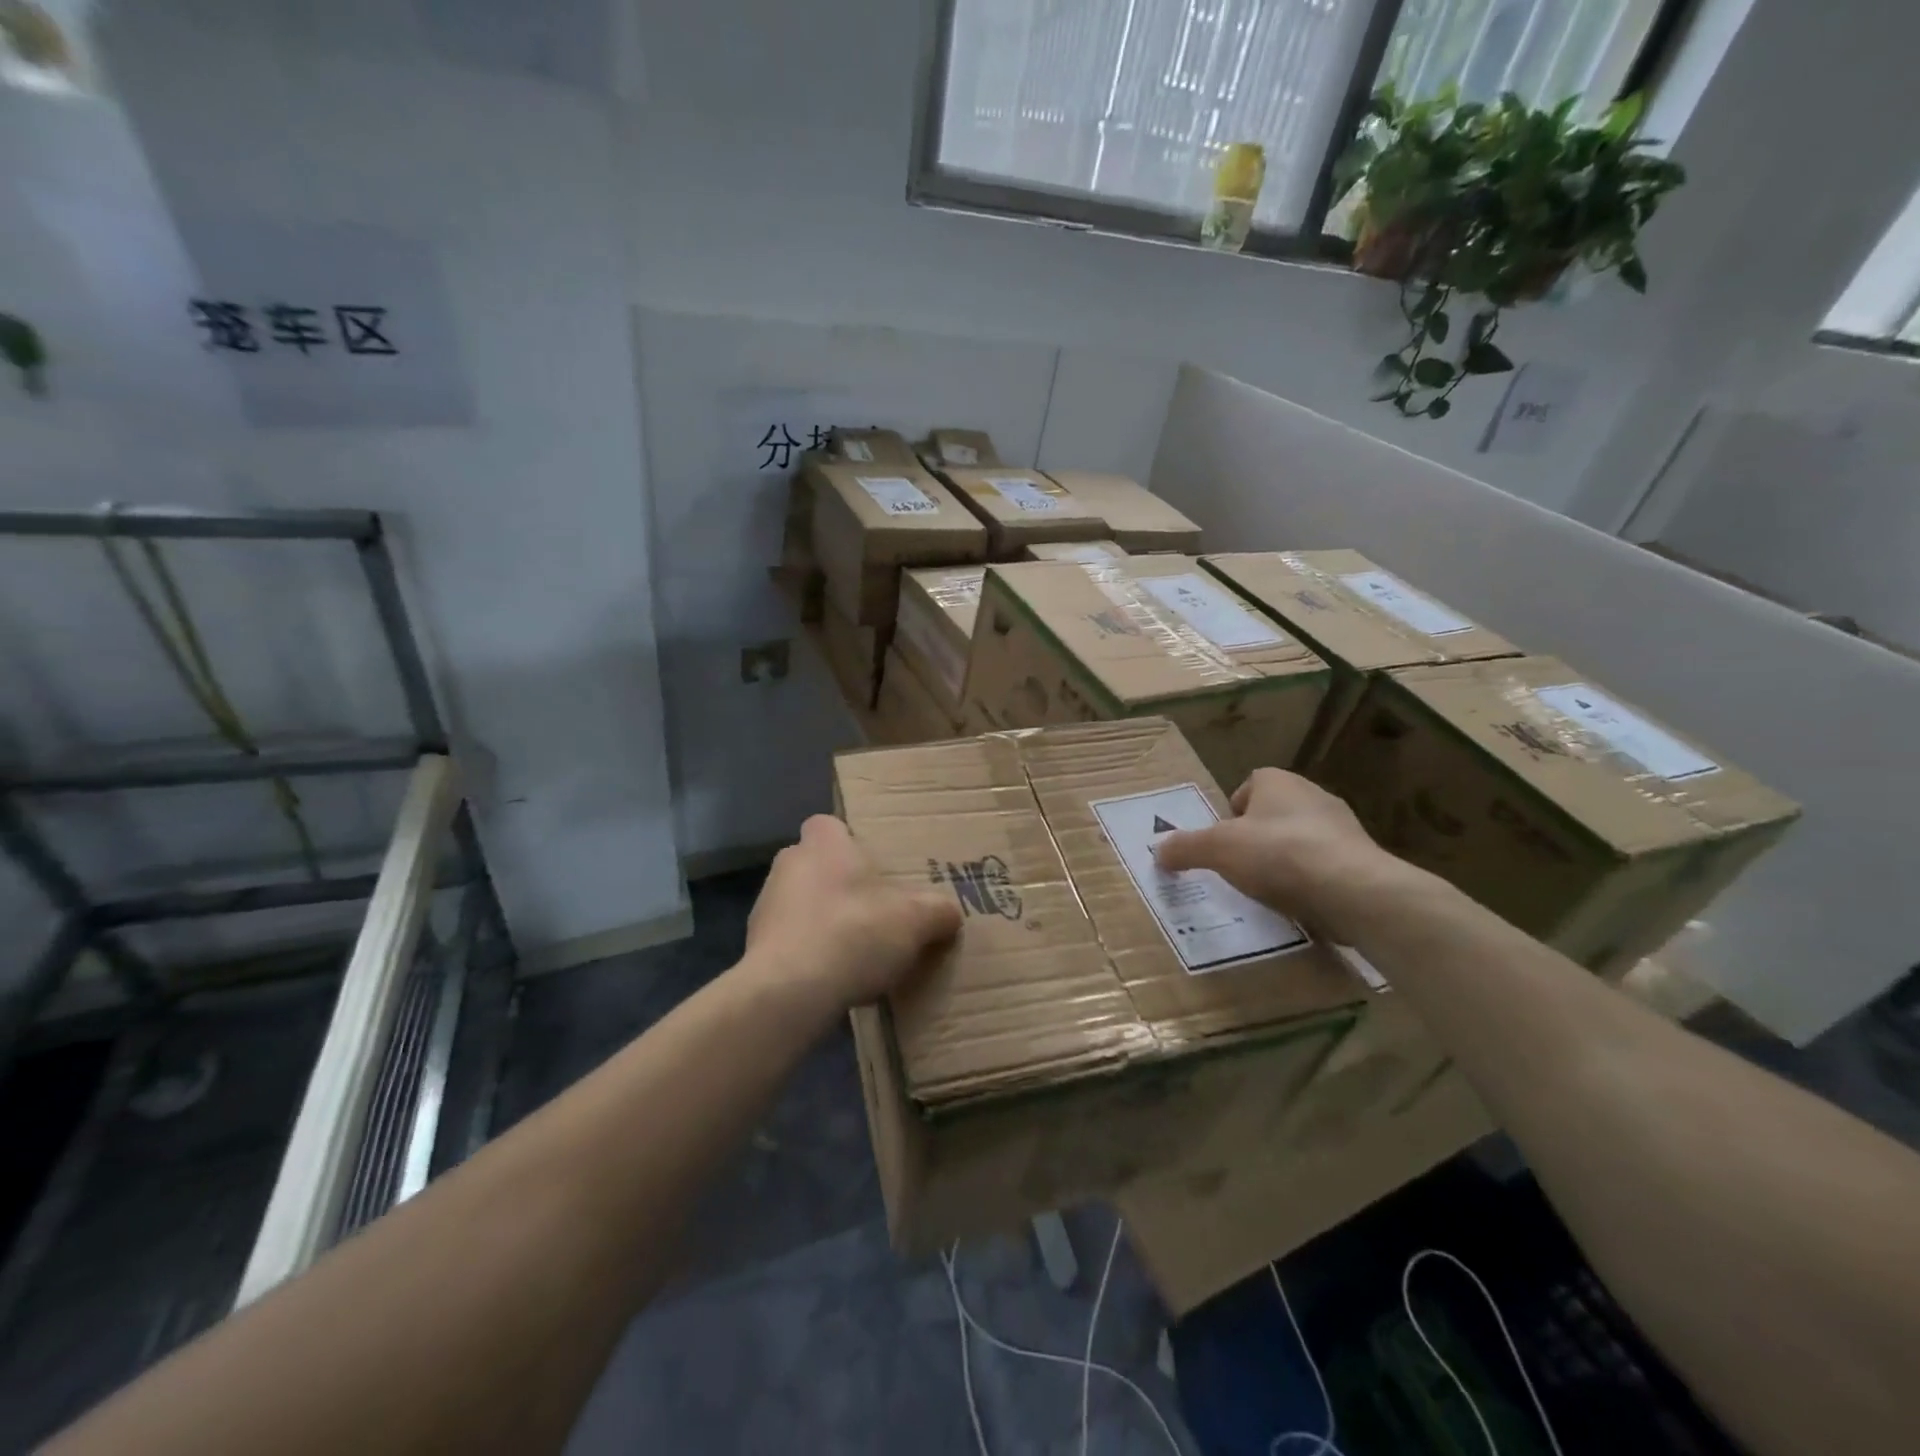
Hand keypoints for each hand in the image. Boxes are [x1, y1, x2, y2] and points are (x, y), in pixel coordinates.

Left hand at [743, 815, 960, 1011]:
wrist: (789, 992)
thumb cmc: (853, 933)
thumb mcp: (916, 920)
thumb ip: (938, 910)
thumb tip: (949, 913)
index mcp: (823, 843)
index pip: (832, 825)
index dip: (852, 843)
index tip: (875, 869)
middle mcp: (789, 863)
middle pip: (818, 865)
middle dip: (842, 885)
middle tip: (876, 911)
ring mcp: (766, 905)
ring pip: (802, 904)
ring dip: (824, 921)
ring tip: (857, 953)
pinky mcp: (755, 946)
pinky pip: (790, 941)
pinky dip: (809, 954)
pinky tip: (833, 979)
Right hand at [1155, 768, 1430, 943]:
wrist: (1353, 891)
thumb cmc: (1278, 854)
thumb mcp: (1217, 849)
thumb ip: (1185, 848)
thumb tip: (1158, 851)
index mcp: (1279, 782)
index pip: (1251, 784)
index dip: (1233, 810)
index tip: (1223, 840)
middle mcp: (1313, 795)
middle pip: (1274, 813)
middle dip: (1256, 837)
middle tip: (1238, 866)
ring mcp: (1342, 828)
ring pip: (1300, 840)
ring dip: (1283, 861)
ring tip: (1265, 890)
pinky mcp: (1361, 861)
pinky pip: (1323, 867)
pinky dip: (1308, 882)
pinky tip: (1296, 904)